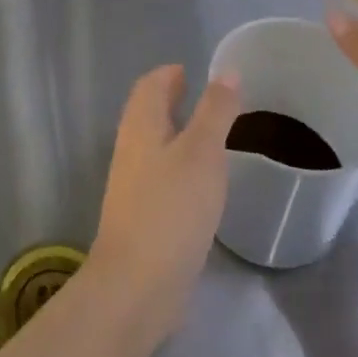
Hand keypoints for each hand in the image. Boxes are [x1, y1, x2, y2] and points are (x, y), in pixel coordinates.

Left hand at [85, 64, 241, 348]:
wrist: (137, 285)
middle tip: (207, 100)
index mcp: (141, 125)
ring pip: (154, 145)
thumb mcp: (203, 152)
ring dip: (177, 134)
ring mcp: (133, 185)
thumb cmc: (171, 208)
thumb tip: (226, 71)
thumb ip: (216, 111)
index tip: (194, 72)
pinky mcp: (141, 216)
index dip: (170, 74)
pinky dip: (179, 166)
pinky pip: (160, 176)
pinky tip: (201, 184)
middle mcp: (131, 148)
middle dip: (172, 101)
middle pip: (149, 112)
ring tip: (210, 137)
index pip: (150, 85)